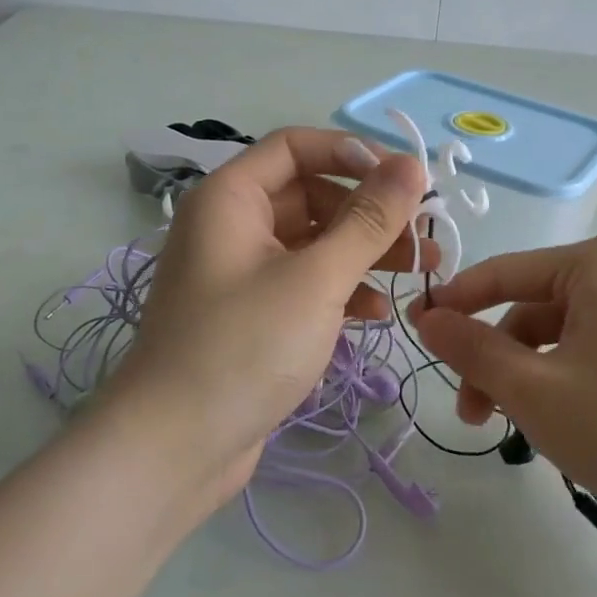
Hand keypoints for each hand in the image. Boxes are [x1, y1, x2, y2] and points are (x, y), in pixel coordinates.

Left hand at [108, 127, 431, 511]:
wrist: (173, 450)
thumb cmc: (244, 347)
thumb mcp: (317, 278)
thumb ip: (368, 219)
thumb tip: (412, 165)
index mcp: (232, 198)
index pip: (297, 146)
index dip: (353, 153)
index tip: (405, 179)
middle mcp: (233, 225)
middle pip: (311, 194)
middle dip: (370, 213)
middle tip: (423, 235)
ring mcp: (242, 272)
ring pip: (314, 242)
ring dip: (366, 252)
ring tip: (420, 271)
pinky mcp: (253, 315)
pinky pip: (305, 283)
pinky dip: (342, 290)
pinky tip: (377, 313)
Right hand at [413, 235, 596, 532]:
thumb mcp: (533, 389)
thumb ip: (473, 349)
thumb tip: (428, 318)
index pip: (504, 272)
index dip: (456, 304)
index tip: (416, 334)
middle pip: (530, 309)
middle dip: (493, 359)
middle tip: (469, 412)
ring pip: (555, 337)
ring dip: (521, 377)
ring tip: (505, 429)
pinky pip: (585, 352)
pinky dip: (556, 382)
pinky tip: (548, 424)